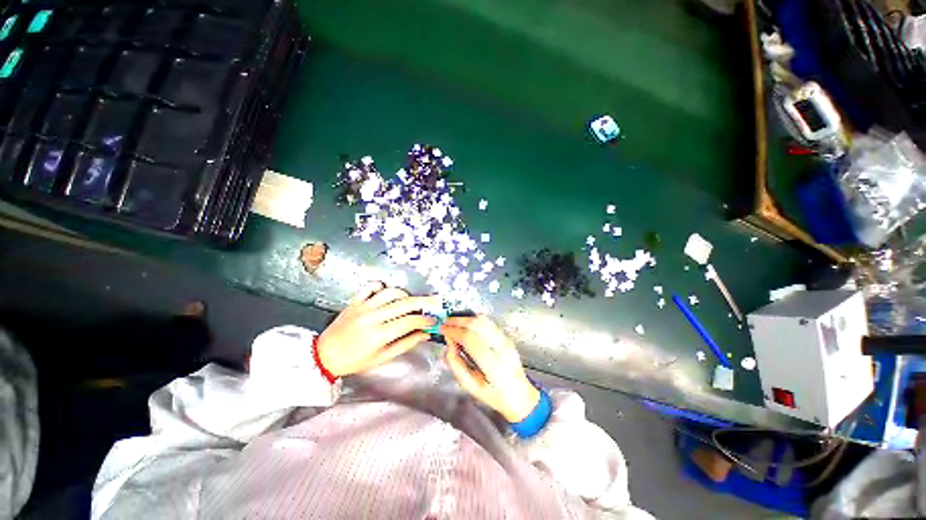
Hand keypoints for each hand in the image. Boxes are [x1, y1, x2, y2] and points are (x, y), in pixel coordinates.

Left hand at [316, 282, 438, 376]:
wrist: (323, 356)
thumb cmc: (354, 361)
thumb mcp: (382, 358)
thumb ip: (406, 344)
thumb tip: (425, 334)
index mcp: (378, 335)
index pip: (409, 322)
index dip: (425, 320)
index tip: (434, 320)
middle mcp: (372, 317)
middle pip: (404, 303)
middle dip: (424, 301)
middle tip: (436, 300)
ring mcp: (362, 306)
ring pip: (391, 292)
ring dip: (405, 295)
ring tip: (411, 302)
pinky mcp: (355, 301)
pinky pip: (371, 287)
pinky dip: (382, 287)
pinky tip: (387, 294)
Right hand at [441, 316, 539, 422]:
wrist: (520, 396)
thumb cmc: (493, 395)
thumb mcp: (470, 386)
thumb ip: (456, 364)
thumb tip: (449, 342)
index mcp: (493, 365)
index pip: (470, 339)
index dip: (453, 331)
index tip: (442, 330)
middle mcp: (502, 348)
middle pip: (477, 324)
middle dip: (458, 321)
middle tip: (445, 323)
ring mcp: (507, 340)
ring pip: (484, 320)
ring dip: (466, 318)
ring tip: (453, 322)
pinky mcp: (507, 337)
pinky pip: (489, 323)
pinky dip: (475, 320)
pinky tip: (466, 324)